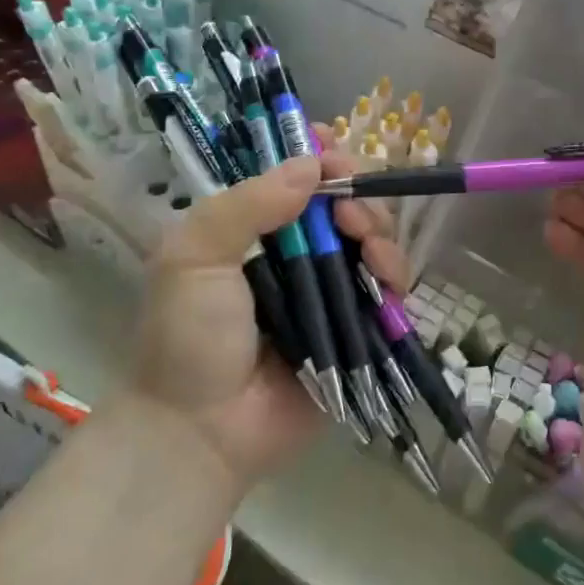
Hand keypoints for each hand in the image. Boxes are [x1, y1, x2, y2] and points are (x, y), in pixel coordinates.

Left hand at [128, 145, 408, 491]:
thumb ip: (247, 205)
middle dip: (357, 195)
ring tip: (369, 247)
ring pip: (373, 239)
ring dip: (380, 230)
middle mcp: (298, 251)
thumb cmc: (188, 336)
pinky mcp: (358, 326)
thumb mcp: (194, 257)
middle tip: (349, 213)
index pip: (297, 177)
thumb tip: (311, 164)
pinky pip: (389, 288)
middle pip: (345, 202)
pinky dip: (395, 272)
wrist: (202, 431)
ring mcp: (330, 288)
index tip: (334, 153)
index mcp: (256, 228)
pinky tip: (385, 275)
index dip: (322, 158)